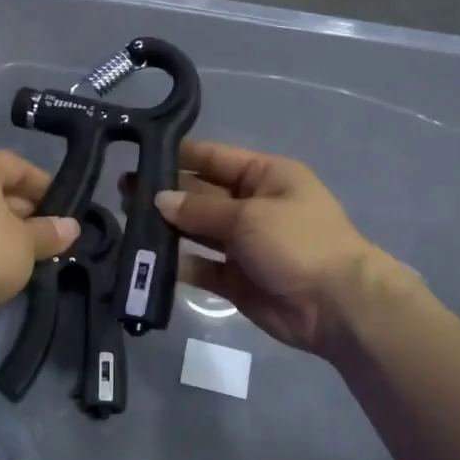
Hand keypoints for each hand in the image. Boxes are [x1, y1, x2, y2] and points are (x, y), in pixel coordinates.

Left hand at [0, 151, 78, 311]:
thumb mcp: (27, 242)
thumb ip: (50, 232)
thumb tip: (71, 227)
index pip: (16, 165)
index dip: (44, 185)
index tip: (65, 208)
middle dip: (26, 212)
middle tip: (52, 234)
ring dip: (6, 234)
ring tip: (35, 255)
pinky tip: (6, 270)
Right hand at [145, 139, 414, 356]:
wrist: (337, 306)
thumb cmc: (298, 242)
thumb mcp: (248, 215)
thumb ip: (200, 209)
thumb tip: (159, 199)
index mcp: (265, 176)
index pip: (214, 158)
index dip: (179, 155)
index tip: (140, 152)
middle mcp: (252, 205)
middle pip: (201, 194)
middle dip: (166, 193)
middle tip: (122, 190)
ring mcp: (244, 244)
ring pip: (197, 231)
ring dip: (167, 228)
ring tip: (126, 222)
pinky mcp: (236, 279)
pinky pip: (201, 266)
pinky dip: (178, 264)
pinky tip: (147, 260)